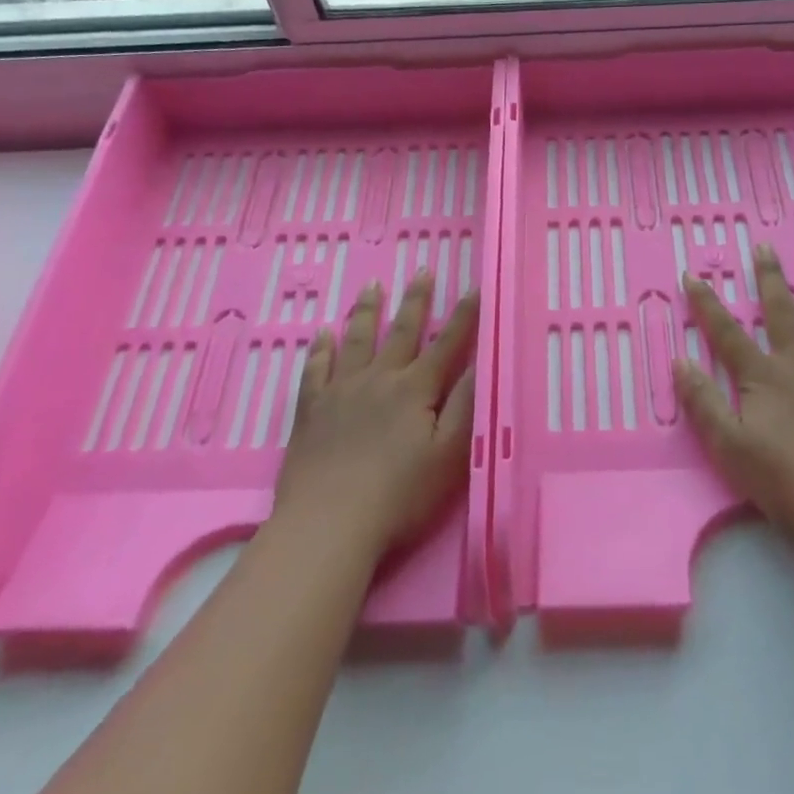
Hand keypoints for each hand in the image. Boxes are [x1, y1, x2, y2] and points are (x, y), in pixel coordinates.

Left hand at [274, 272, 477, 557]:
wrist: (328, 523)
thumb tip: (482, 362)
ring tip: (372, 286)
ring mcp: (340, 392)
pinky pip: (316, 369)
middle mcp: (378, 379)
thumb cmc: (399, 495)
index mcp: (415, 389)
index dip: (464, 316)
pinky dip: (321, 349)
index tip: (475, 286)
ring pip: (357, 340)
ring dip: (367, 311)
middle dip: (416, 300)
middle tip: (421, 270)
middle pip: (401, 332)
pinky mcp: (311, 411)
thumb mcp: (448, 454)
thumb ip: (465, 405)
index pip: (447, 343)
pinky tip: (323, 334)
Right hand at [675, 246, 793, 551]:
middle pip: (782, 312)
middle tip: (764, 248)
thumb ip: (703, 403)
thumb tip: (680, 362)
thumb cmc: (787, 478)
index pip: (726, 333)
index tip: (692, 275)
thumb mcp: (729, 447)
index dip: (706, 304)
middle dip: (769, 279)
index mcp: (762, 376)